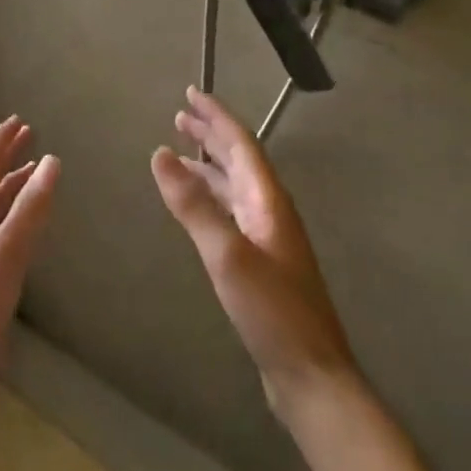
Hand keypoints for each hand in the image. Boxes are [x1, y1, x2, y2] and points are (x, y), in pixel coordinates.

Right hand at [152, 87, 355, 409]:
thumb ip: (193, 204)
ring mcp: (267, 236)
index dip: (216, 117)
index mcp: (268, 200)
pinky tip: (197, 205)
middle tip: (180, 117)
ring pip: (234, 186)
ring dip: (208, 165)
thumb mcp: (227, 254)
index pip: (241, 144)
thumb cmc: (272, 312)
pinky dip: (209, 196)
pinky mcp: (260, 260)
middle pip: (239, 160)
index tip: (191, 94)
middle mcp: (270, 210)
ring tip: (180, 153)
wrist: (311, 375)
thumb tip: (159, 153)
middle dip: (211, 135)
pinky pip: (230, 211)